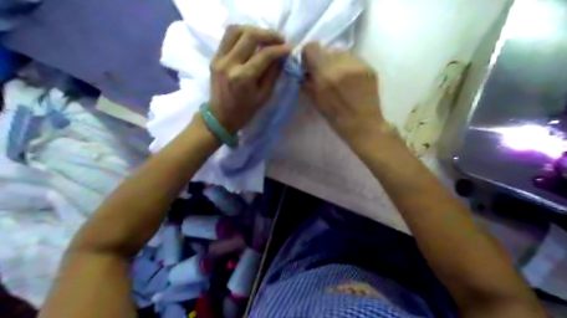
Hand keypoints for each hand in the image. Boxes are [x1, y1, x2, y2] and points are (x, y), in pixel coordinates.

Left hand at [208, 25, 291, 133]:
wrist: (219, 116)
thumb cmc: (244, 111)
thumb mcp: (264, 96)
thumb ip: (273, 74)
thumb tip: (282, 56)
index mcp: (243, 78)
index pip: (265, 55)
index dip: (279, 49)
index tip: (289, 48)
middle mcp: (230, 64)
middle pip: (250, 36)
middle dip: (269, 35)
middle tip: (280, 39)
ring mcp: (219, 58)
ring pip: (236, 30)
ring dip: (254, 30)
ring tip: (265, 37)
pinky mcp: (214, 57)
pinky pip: (228, 37)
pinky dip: (242, 33)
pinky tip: (251, 39)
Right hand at [301, 43, 385, 145]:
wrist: (364, 125)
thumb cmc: (336, 117)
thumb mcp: (315, 101)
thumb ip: (307, 82)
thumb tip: (304, 70)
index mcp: (325, 75)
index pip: (311, 47)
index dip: (309, 56)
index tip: (310, 66)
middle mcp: (341, 65)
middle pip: (327, 49)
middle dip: (323, 60)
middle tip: (326, 74)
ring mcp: (357, 64)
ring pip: (341, 53)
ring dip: (337, 62)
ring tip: (341, 78)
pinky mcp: (369, 67)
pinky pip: (353, 60)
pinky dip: (349, 67)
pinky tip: (352, 81)